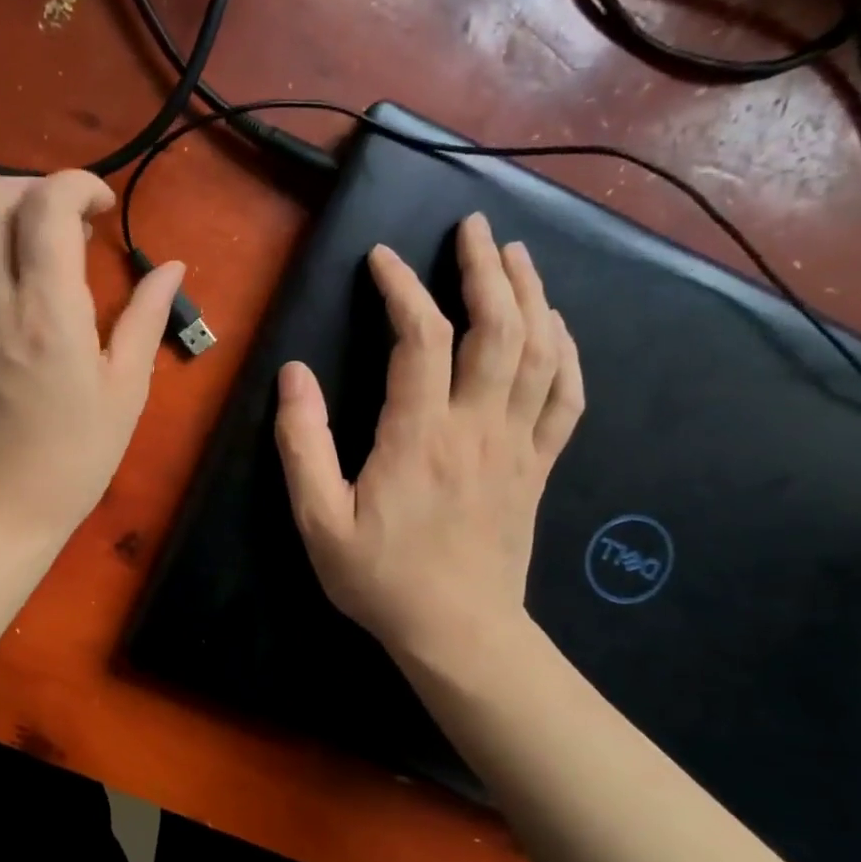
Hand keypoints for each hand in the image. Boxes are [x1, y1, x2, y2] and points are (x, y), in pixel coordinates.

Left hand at [0, 170, 185, 549]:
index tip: (104, 211)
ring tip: (58, 276)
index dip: (78, 185)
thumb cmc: (75, 457)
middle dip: (37, 189)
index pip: (46, 202)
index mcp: (47, 310)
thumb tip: (171, 267)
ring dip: (20, 232)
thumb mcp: (125, 390)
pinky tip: (30, 322)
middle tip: (75, 226)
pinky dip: (4, 274)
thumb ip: (145, 317)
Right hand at [274, 213, 583, 667]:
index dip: (402, 288)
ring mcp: (518, 446)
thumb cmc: (381, 579)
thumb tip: (294, 375)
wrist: (459, 633)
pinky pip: (566, 399)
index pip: (421, 338)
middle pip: (498, 329)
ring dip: (532, 296)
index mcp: (420, 435)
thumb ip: (303, 445)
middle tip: (474, 228)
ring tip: (517, 256)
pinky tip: (558, 328)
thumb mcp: (319, 520)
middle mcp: (478, 427)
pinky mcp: (538, 468)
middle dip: (486, 269)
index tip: (381, 259)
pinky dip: (566, 354)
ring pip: (540, 353)